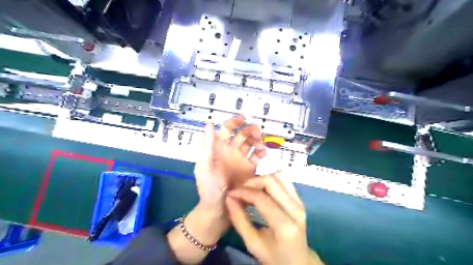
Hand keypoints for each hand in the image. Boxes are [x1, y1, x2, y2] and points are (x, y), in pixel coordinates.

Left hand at [195, 115, 265, 209]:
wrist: (219, 208)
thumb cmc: (208, 186)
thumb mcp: (204, 165)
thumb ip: (207, 145)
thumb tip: (208, 122)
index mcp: (219, 148)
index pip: (226, 129)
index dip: (234, 122)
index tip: (243, 118)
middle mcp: (231, 151)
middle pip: (242, 134)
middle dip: (249, 130)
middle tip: (256, 131)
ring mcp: (241, 159)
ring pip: (251, 143)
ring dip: (257, 140)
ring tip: (260, 144)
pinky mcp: (250, 169)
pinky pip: (257, 157)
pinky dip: (261, 152)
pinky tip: (263, 153)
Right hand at [226, 171, 325, 264]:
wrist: (298, 261)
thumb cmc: (274, 256)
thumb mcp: (252, 243)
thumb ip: (239, 220)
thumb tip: (229, 198)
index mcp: (284, 225)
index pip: (261, 198)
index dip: (243, 192)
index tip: (231, 193)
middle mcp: (295, 209)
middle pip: (271, 181)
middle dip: (251, 182)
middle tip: (240, 190)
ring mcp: (300, 202)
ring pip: (279, 176)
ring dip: (261, 177)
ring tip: (250, 187)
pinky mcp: (300, 199)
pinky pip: (284, 180)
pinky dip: (270, 178)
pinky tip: (261, 187)